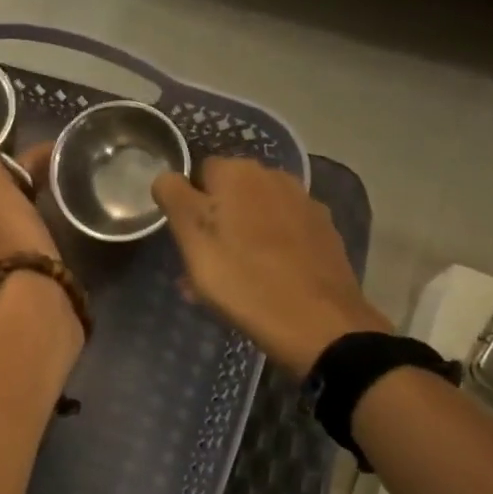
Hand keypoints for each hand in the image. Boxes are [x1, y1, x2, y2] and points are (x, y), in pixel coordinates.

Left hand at [0, 122, 56, 285]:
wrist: (29, 302)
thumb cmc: (3, 233)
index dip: (2, 167)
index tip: (35, 160)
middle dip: (15, 191)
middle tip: (50, 180)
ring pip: (2, 233)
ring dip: (24, 218)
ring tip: (56, 209)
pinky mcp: (4, 297)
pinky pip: (18, 258)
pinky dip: (32, 244)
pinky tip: (51, 243)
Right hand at [153, 158, 390, 375]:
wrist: (317, 321)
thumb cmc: (241, 277)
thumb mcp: (191, 237)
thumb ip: (173, 196)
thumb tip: (167, 177)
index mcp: (237, 172)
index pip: (197, 174)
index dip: (186, 205)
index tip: (185, 239)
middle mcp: (274, 176)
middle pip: (230, 194)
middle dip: (216, 221)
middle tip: (205, 263)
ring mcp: (305, 204)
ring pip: (257, 215)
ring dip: (242, 236)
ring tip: (235, 278)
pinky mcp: (325, 233)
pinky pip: (284, 235)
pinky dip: (271, 250)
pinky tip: (268, 280)